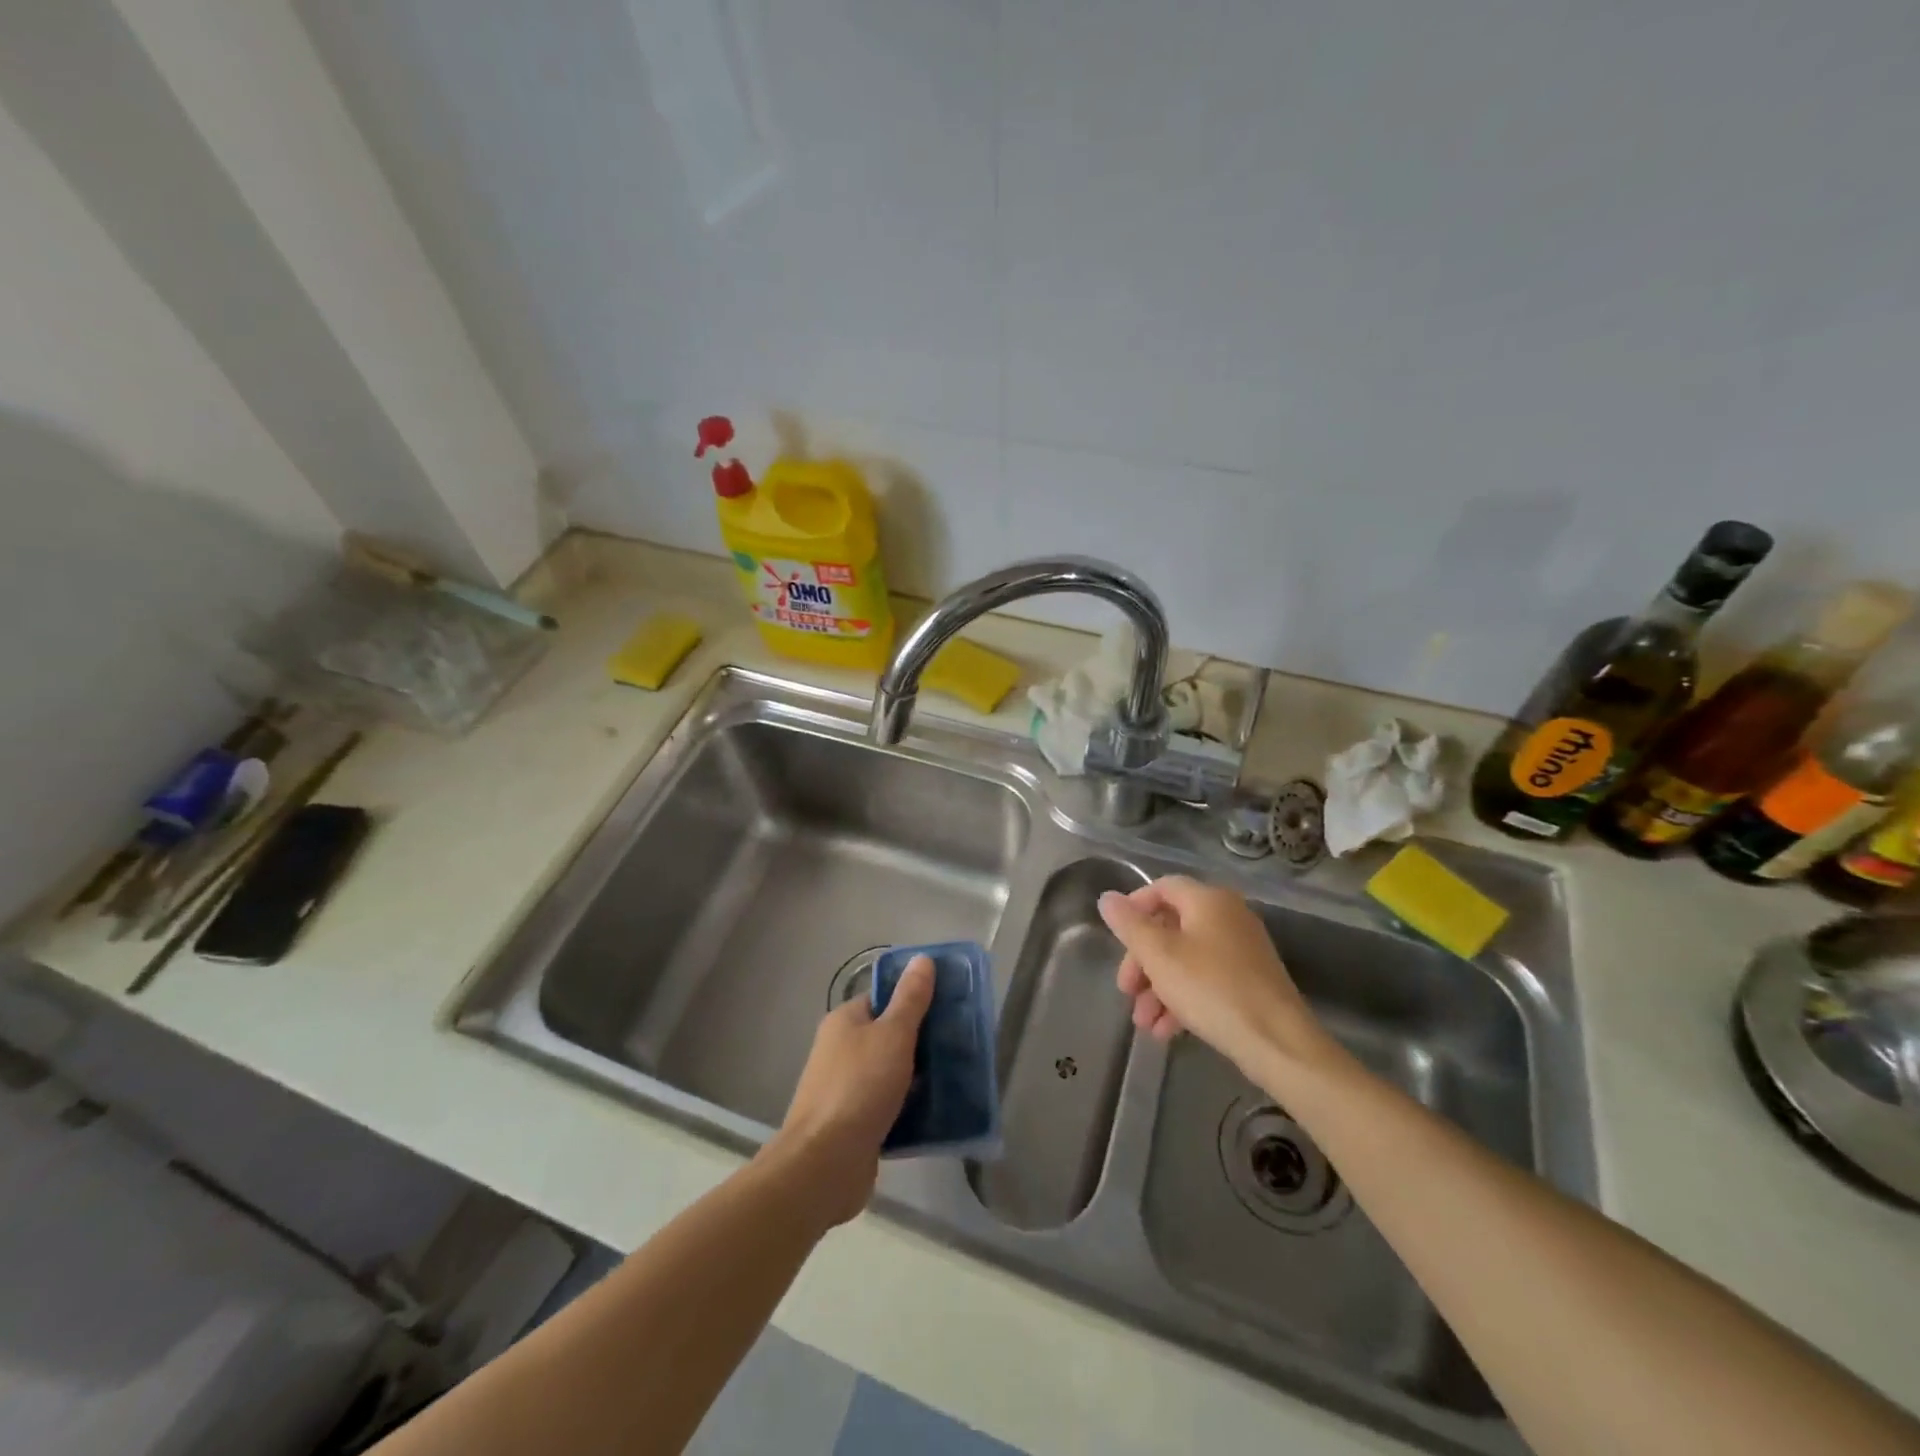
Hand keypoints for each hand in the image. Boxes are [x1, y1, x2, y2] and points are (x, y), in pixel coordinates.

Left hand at [762, 954, 933, 1230]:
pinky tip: (938, 1112)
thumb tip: (922, 958)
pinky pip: (888, 1106)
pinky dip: (909, 1108)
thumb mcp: (893, 1035)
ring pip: (891, 1073)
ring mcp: (845, 1088)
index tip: (948, 1006)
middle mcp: (841, 1050)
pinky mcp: (854, 1124)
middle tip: (959, 1044)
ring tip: (956, 1078)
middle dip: (922, 1041)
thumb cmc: (859, 1087)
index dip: (913, 999)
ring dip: (918, 1077)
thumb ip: (910, 999)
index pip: (883, 998)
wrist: (824, 1164)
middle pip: (888, 1036)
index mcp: (845, 1021)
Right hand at [1098, 876, 1330, 1078]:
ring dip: (1158, 987)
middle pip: (1171, 927)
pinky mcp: (1250, 981)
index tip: (1116, 938)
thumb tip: (1107, 898)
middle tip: (1126, 990)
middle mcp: (1228, 916)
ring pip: (1186, 958)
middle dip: (1142, 960)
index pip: (1162, 887)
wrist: (1278, 1043)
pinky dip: (1183, 998)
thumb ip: (1129, 925)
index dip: (1134, 907)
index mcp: (1208, 900)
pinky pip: (1206, 979)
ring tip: (1144, 1022)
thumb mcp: (1159, 955)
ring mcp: (1242, 950)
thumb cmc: (1212, 989)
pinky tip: (1167, 1031)